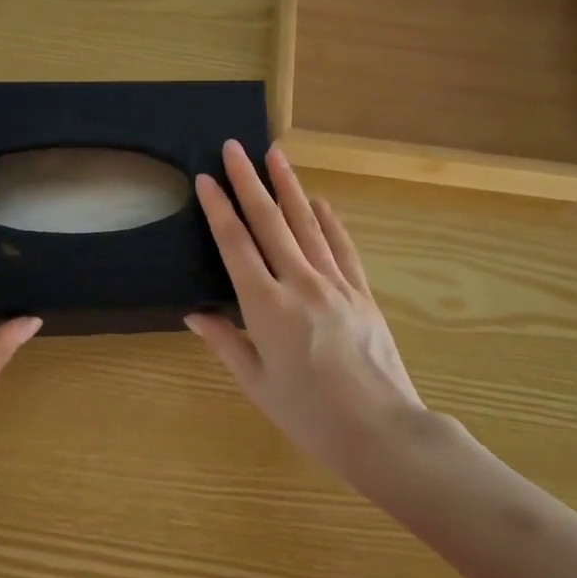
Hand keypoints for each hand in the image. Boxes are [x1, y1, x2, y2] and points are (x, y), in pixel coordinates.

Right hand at [185, 140, 427, 488]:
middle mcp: (300, 284)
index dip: (219, 209)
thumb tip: (194, 313)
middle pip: (270, 222)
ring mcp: (336, 284)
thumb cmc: (310, 415)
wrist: (382, 431)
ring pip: (307, 224)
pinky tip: (320, 201)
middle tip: (234, 146)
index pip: (236, 245)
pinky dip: (330, 221)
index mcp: (267, 307)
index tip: (206, 179)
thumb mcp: (258, 384)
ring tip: (275, 154)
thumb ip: (226, 342)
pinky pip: (342, 248)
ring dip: (289, 187)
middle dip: (249, 181)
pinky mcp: (362, 293)